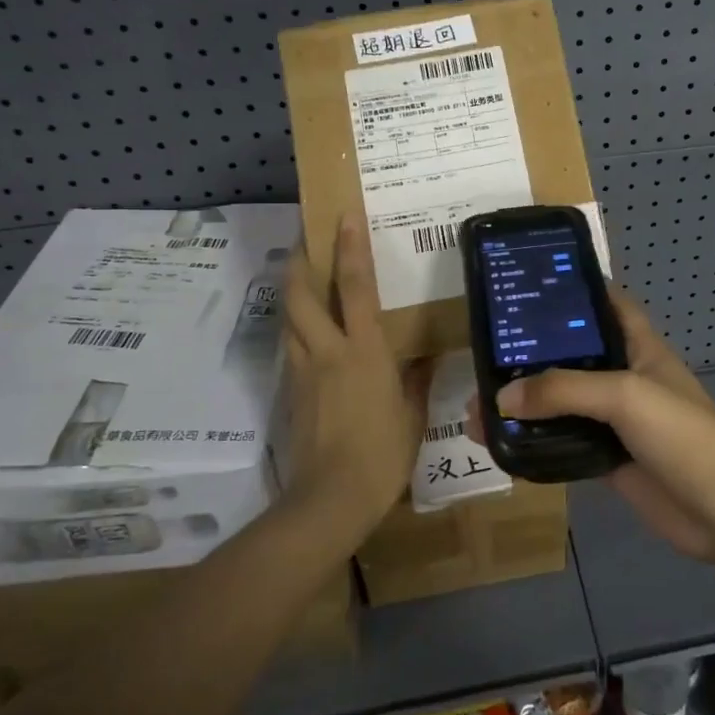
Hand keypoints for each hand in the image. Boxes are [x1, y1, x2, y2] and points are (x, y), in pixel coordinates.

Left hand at [283, 214, 425, 538]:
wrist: (330, 499)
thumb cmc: (382, 454)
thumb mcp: (411, 415)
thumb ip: (417, 380)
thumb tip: (426, 357)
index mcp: (363, 351)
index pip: (354, 287)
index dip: (349, 248)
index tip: (344, 216)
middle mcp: (327, 351)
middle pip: (300, 294)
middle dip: (298, 260)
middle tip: (304, 238)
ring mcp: (303, 370)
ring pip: (288, 318)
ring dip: (292, 290)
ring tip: (302, 275)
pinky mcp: (290, 391)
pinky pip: (290, 346)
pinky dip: (295, 326)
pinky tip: (308, 330)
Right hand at [467, 290, 714, 562]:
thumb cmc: (682, 434)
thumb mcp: (624, 395)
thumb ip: (563, 390)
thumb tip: (501, 397)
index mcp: (638, 347)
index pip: (605, 305)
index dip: (573, 292)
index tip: (527, 287)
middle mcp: (625, 378)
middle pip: (572, 357)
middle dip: (531, 356)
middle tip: (482, 355)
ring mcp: (616, 422)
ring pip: (562, 405)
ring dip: (525, 405)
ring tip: (476, 407)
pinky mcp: (607, 460)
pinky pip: (563, 444)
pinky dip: (535, 443)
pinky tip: (500, 444)